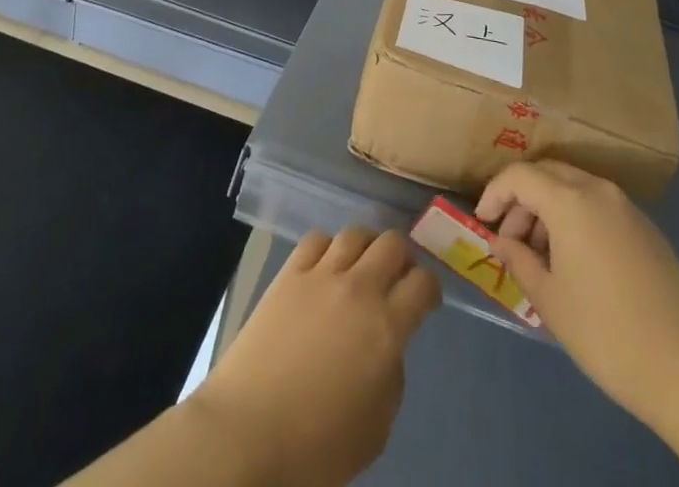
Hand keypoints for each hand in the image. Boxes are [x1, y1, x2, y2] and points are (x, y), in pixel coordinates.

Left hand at [188, 227, 440, 486]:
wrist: (248, 432)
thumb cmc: (315, 446)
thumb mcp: (375, 429)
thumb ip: (391, 377)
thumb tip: (388, 347)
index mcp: (386, 328)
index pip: (423, 284)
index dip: (431, 289)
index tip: (427, 300)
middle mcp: (359, 289)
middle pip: (393, 244)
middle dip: (403, 257)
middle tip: (399, 277)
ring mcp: (321, 275)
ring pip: (356, 233)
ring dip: (368, 246)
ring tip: (364, 265)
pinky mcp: (289, 273)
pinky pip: (317, 239)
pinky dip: (329, 246)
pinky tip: (326, 265)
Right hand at [477, 159, 678, 435]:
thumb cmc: (606, 333)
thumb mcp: (549, 300)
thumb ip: (518, 260)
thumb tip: (500, 241)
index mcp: (570, 200)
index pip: (519, 175)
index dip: (494, 193)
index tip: (483, 222)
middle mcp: (598, 189)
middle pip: (547, 174)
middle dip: (522, 200)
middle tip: (509, 240)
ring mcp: (627, 207)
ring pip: (574, 187)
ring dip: (549, 209)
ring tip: (541, 257)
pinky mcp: (646, 228)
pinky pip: (598, 206)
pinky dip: (576, 218)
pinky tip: (575, 261)